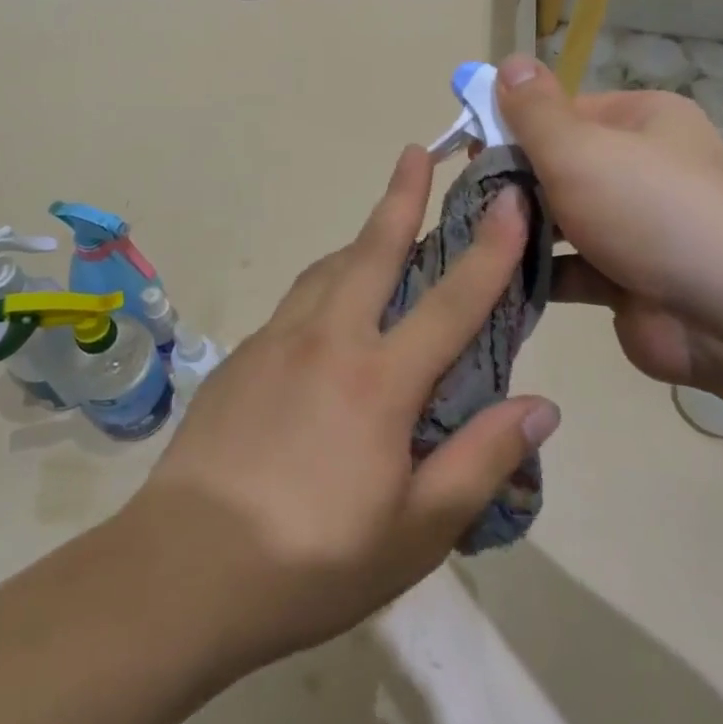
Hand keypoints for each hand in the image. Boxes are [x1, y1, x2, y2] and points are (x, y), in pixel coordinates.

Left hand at [132, 145, 560, 668]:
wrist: (181, 572)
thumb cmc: (311, 561)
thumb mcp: (417, 532)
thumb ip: (481, 461)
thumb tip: (541, 406)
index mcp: (379, 380)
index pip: (452, 299)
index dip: (490, 247)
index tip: (510, 198)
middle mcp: (327, 341)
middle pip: (372, 251)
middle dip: (401, 196)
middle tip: (416, 151)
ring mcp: (274, 344)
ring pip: (327, 270)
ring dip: (359, 241)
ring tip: (380, 230)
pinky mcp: (238, 360)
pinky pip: (294, 304)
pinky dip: (323, 286)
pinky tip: (326, 314)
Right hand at [495, 54, 722, 392]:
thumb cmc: (651, 209)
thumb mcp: (582, 148)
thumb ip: (536, 111)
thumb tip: (510, 62)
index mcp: (641, 122)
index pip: (564, 113)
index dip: (514, 126)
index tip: (469, 149)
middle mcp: (641, 169)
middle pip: (560, 167)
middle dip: (512, 182)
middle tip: (465, 199)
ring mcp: (635, 229)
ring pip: (562, 221)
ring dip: (520, 229)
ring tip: (468, 238)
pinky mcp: (626, 281)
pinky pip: (570, 269)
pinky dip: (536, 273)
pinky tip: (491, 276)